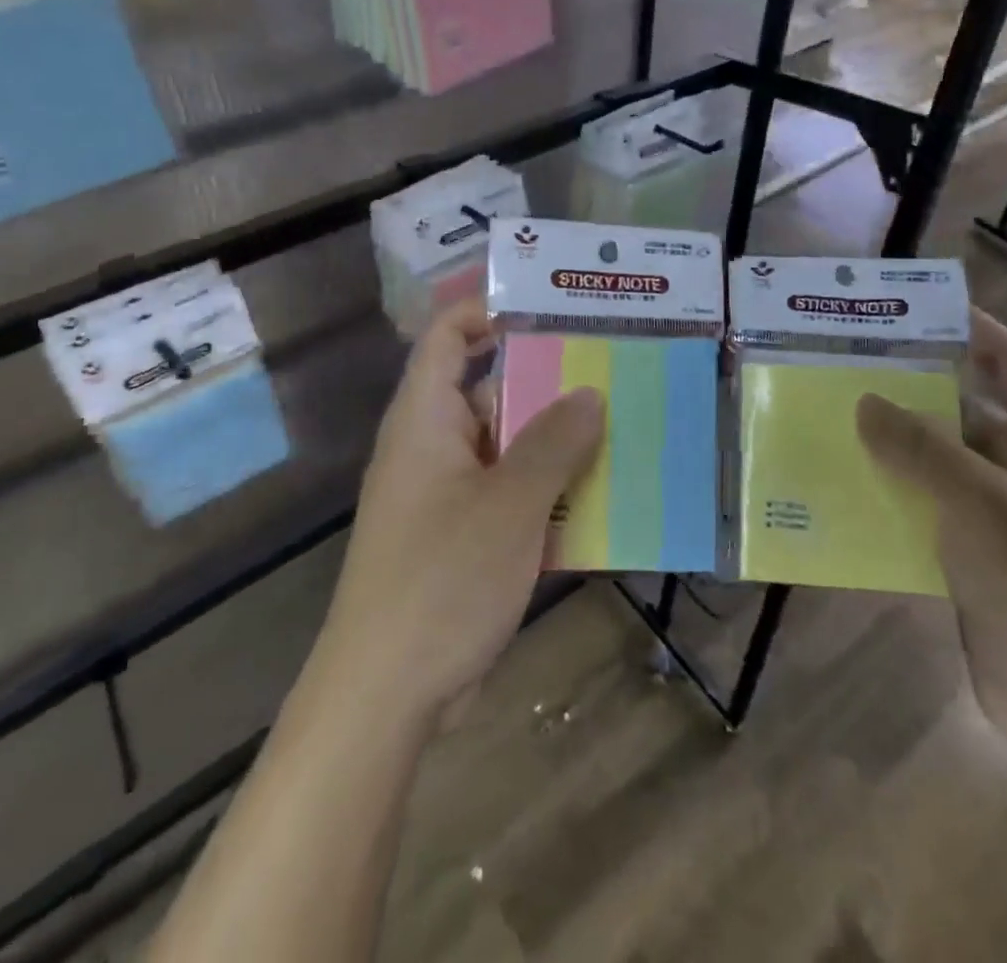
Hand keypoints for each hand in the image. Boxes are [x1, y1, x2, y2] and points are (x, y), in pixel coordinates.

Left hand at [312, 298, 604, 725]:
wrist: (384, 696)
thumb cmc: (442, 580)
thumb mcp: (509, 504)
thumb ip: (553, 443)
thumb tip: (590, 392)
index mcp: (425, 419)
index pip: (448, 336)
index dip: (491, 311)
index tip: (553, 308)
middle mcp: (431, 446)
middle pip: (489, 390)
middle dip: (548, 381)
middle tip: (612, 368)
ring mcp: (446, 495)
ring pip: (506, 447)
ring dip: (556, 442)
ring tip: (622, 425)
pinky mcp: (460, 538)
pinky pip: (509, 494)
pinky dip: (547, 490)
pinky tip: (600, 497)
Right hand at [857, 311, 1006, 762]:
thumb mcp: (979, 504)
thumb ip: (918, 447)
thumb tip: (864, 400)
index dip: (964, 327)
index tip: (903, 308)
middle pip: (965, 406)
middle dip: (910, 388)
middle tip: (846, 363)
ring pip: (943, 459)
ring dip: (896, 444)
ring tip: (832, 416)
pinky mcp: (983, 554)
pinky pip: (932, 507)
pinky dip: (896, 493)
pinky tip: (846, 484)